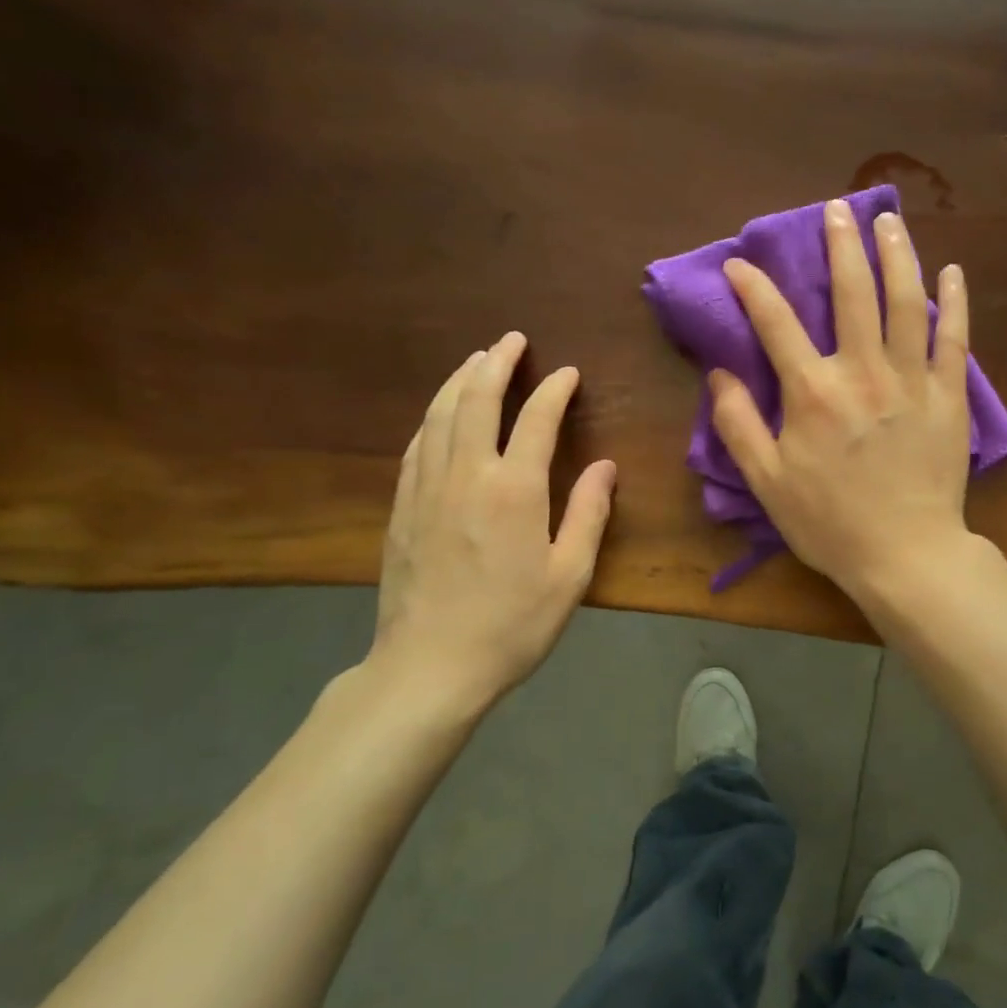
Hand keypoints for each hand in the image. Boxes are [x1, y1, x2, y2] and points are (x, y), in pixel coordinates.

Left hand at [361, 331, 616, 719]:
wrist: (430, 666)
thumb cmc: (511, 624)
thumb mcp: (569, 575)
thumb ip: (589, 514)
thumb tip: (605, 465)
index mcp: (514, 489)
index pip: (535, 419)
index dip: (553, 390)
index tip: (567, 373)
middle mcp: (466, 475)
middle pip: (476, 400)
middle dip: (496, 363)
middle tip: (511, 340)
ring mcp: (426, 488)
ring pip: (439, 416)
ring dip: (458, 381)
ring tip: (475, 360)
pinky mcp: (401, 508)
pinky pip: (416, 446)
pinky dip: (431, 418)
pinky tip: (438, 415)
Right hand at [712, 199, 972, 598]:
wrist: (905, 555)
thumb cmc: (829, 523)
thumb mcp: (766, 482)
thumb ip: (738, 424)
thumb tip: (719, 373)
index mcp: (813, 392)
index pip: (776, 323)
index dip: (754, 288)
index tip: (739, 264)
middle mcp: (863, 372)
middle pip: (852, 293)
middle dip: (840, 246)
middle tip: (836, 210)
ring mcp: (912, 380)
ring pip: (906, 302)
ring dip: (896, 255)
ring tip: (888, 221)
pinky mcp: (949, 397)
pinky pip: (954, 338)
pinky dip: (954, 301)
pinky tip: (950, 271)